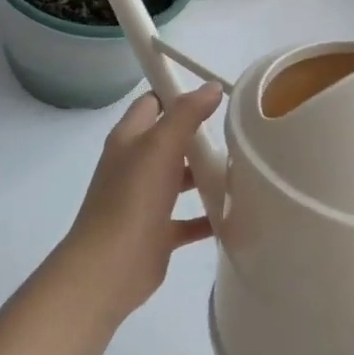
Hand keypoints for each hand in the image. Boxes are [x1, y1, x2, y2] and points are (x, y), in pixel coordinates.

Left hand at [54, 84, 223, 319]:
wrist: (110, 267)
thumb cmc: (132, 198)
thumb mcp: (160, 146)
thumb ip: (186, 114)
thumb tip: (211, 87)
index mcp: (128, 139)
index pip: (152, 103)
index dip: (177, 94)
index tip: (214, 94)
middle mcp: (134, 165)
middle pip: (169, 141)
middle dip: (199, 135)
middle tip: (237, 132)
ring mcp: (144, 200)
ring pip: (179, 179)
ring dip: (206, 174)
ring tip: (244, 169)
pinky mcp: (156, 232)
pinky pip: (187, 219)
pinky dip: (208, 215)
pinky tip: (237, 214)